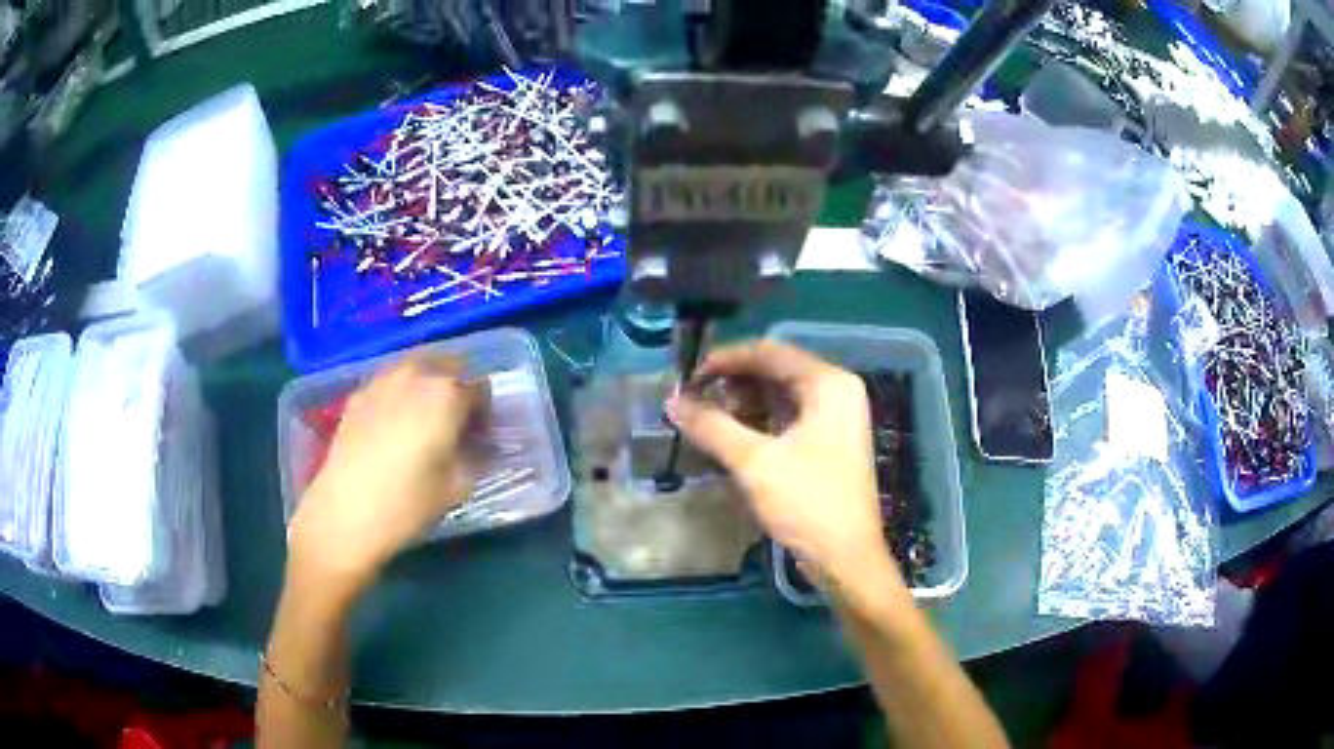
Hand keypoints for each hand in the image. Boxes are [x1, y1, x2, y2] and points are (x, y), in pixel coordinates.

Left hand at [288, 353, 484, 592]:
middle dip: (457, 388)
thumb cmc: (407, 503)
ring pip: (416, 366)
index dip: (485, 411)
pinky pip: (390, 380)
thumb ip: (476, 456)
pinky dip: (401, 391)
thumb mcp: (457, 486)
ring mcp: (382, 379)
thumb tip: (480, 444)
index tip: (481, 434)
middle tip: (456, 421)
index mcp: (447, 394)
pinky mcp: (358, 393)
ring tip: (425, 417)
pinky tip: (395, 422)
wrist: (344, 512)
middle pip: (448, 365)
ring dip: (428, 383)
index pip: (480, 387)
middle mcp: (416, 375)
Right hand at [666, 340, 898, 593]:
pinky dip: (758, 422)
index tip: (687, 376)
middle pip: (775, 371)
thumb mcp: (754, 462)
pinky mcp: (829, 443)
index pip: (769, 352)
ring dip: (742, 403)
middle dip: (732, 383)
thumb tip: (671, 401)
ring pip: (780, 396)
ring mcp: (835, 418)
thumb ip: (711, 426)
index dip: (725, 360)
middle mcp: (837, 391)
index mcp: (829, 383)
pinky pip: (787, 418)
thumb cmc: (807, 503)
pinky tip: (730, 436)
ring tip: (705, 419)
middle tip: (693, 399)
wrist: (845, 559)